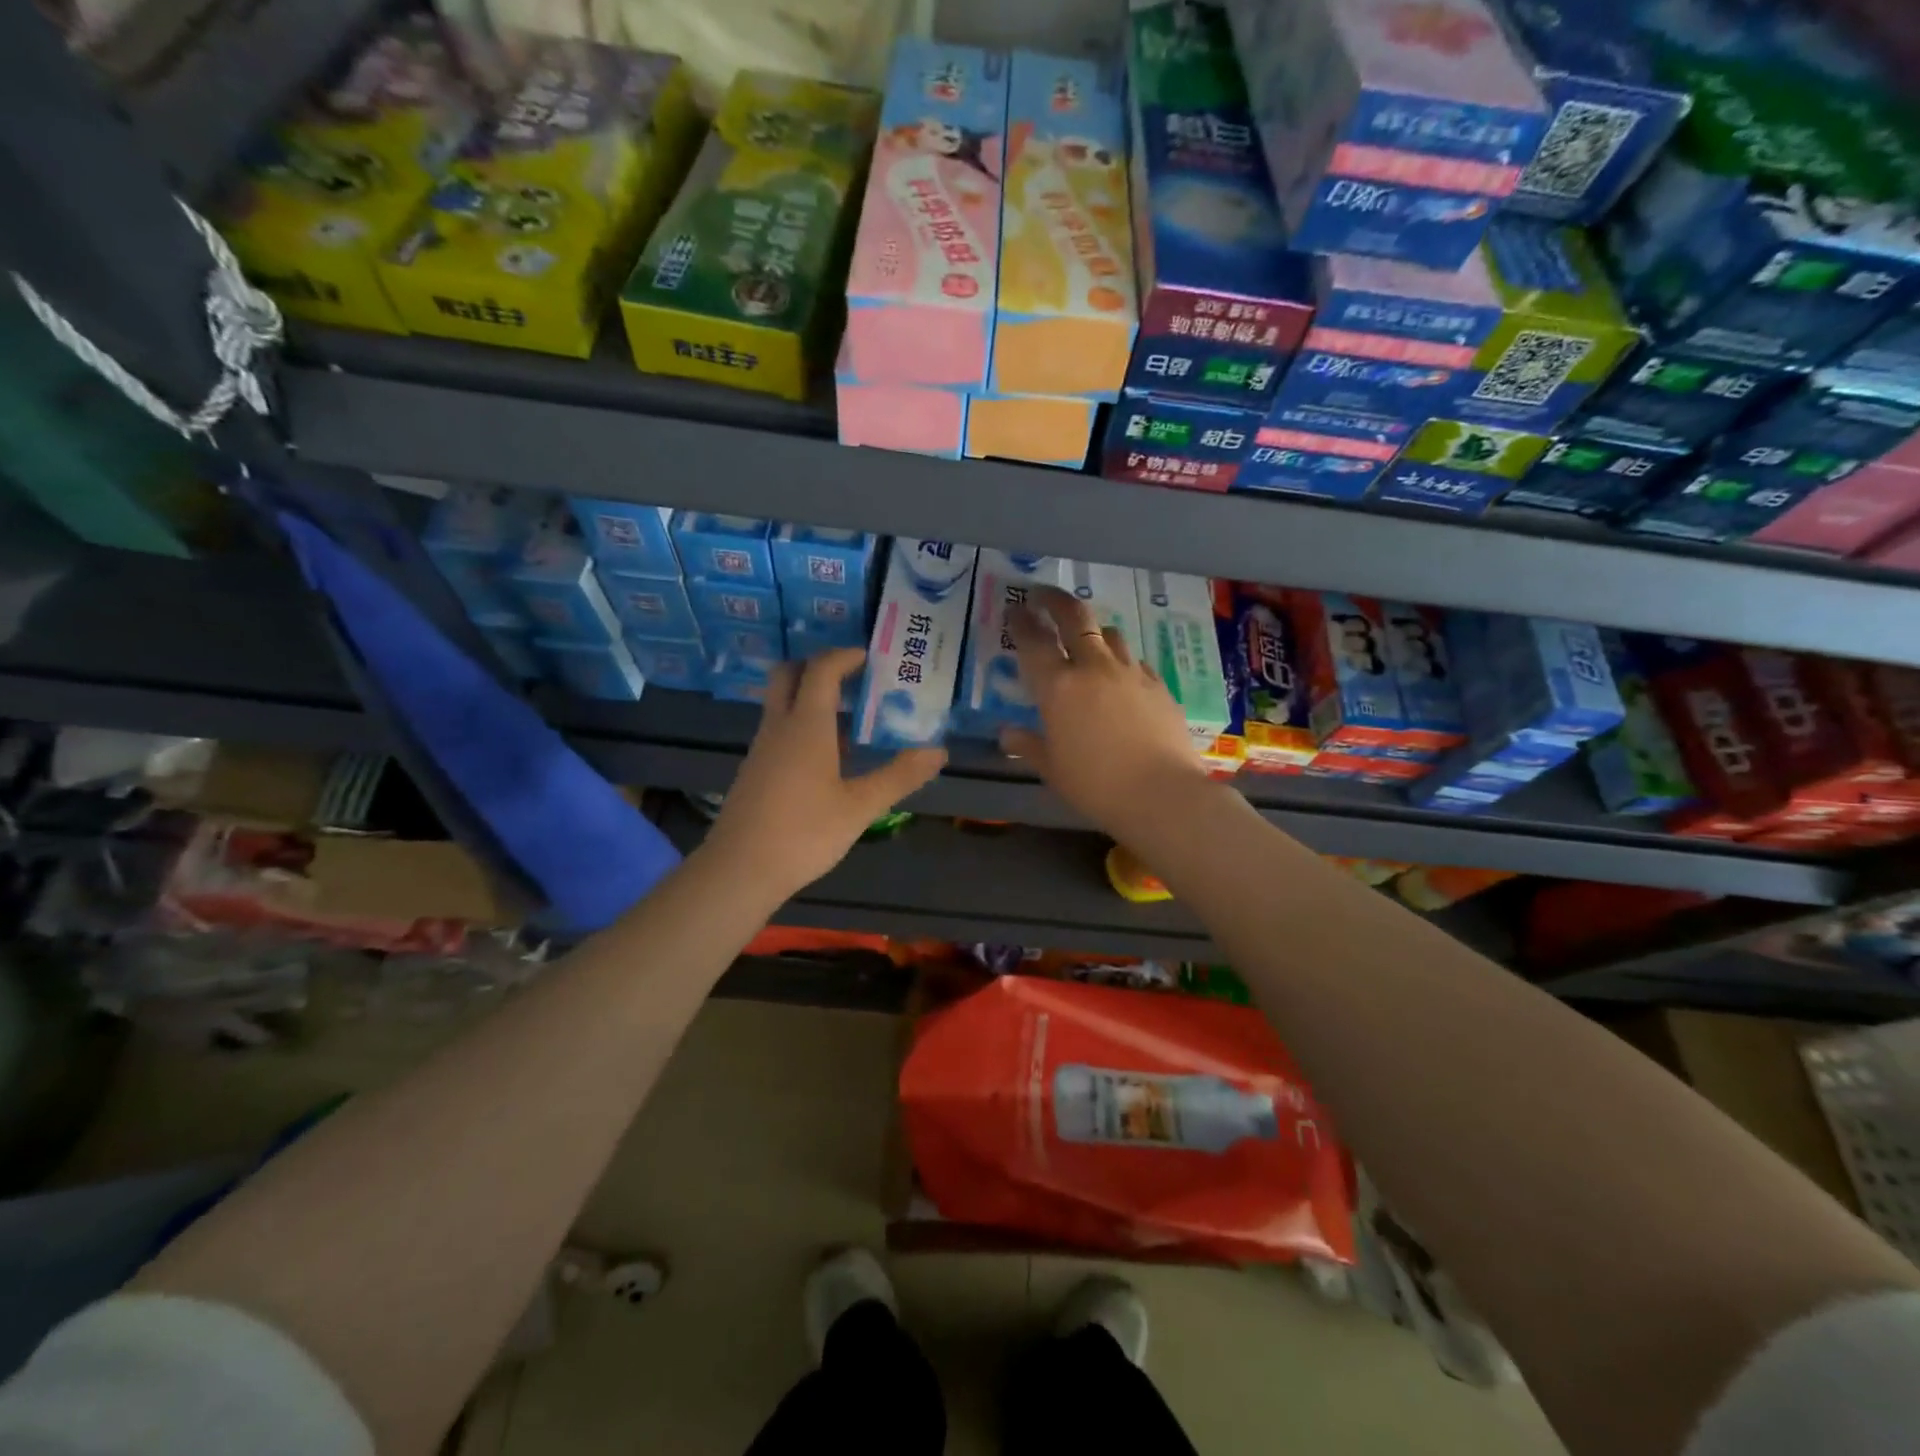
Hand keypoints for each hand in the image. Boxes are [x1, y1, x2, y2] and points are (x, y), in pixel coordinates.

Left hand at [704, 648, 945, 897]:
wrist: (740, 869)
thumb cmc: (804, 832)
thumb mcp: (860, 806)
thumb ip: (899, 776)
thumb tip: (938, 752)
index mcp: (806, 725)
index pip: (822, 671)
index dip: (844, 657)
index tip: (869, 657)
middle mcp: (779, 727)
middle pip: (788, 675)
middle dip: (817, 666)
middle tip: (851, 678)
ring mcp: (762, 749)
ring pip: (781, 705)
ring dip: (810, 699)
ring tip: (850, 721)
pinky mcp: (754, 771)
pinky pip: (779, 731)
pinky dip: (802, 726)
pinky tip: (827, 759)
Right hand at [1001, 586, 1212, 839]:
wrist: (1162, 794)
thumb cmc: (1096, 785)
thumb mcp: (1052, 769)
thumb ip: (1028, 745)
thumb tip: (1007, 734)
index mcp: (1058, 687)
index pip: (1033, 641)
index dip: (1020, 621)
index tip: (1013, 609)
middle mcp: (1093, 668)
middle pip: (1074, 616)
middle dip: (1055, 599)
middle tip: (1042, 594)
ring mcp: (1130, 672)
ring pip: (1109, 632)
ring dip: (1092, 629)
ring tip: (1085, 639)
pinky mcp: (1158, 684)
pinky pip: (1134, 660)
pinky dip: (1120, 660)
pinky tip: (1119, 676)